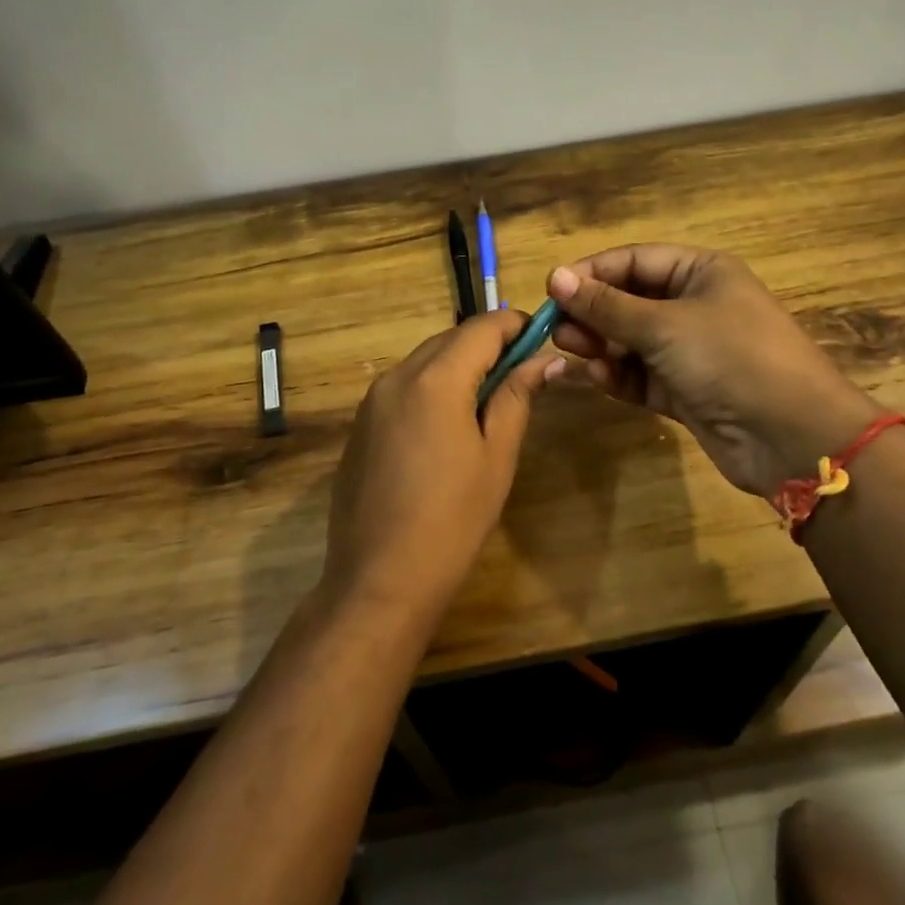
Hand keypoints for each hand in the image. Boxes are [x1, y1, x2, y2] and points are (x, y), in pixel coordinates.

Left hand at [322, 309, 562, 626]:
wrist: (379, 579)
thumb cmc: (453, 519)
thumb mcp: (497, 456)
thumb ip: (517, 397)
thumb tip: (544, 359)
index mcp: (435, 379)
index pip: (482, 327)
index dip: (516, 325)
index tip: (542, 337)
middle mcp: (397, 376)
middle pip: (450, 339)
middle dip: (488, 345)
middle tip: (522, 374)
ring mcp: (372, 401)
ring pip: (424, 361)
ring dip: (459, 366)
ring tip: (488, 402)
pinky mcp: (360, 426)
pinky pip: (402, 388)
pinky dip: (431, 389)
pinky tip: (446, 428)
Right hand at [547, 245, 880, 496]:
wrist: (792, 436)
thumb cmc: (730, 358)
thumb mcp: (664, 325)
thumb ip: (606, 305)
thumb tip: (554, 277)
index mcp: (701, 272)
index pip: (634, 261)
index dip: (592, 272)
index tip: (551, 290)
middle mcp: (695, 306)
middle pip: (629, 301)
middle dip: (592, 313)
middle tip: (555, 328)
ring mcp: (691, 351)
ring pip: (631, 341)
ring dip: (600, 345)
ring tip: (570, 351)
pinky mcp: (686, 391)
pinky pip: (641, 376)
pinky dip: (617, 376)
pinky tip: (594, 378)